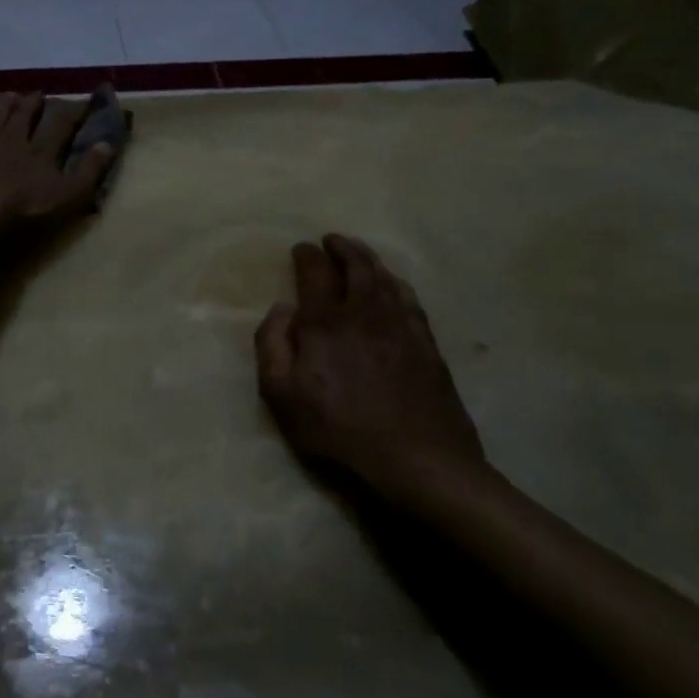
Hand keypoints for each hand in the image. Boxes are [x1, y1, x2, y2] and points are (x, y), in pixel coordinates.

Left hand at [0, 92, 114, 227]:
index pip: (61, 126)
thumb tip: (108, 144)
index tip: (83, 102)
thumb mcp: (69, 194)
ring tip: (7, 95)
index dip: (73, 113)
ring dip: (2, 105)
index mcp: (41, 151)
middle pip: (24, 116)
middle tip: (37, 93)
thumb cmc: (25, 205)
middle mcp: (12, 139)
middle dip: (32, 104)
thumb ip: (90, 170)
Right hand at [256, 235, 494, 507]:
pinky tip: (393, 284)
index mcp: (326, 322)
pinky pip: (409, 298)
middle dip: (342, 248)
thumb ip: (272, 345)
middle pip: (356, 266)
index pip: (315, 273)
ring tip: (359, 253)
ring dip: (369, 260)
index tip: (301, 249)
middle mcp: (365, 312)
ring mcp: (401, 325)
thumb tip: (282, 309)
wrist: (418, 457)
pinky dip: (396, 282)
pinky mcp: (427, 343)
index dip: (307, 256)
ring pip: (385, 278)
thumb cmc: (339, 429)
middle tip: (332, 240)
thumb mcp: (282, 395)